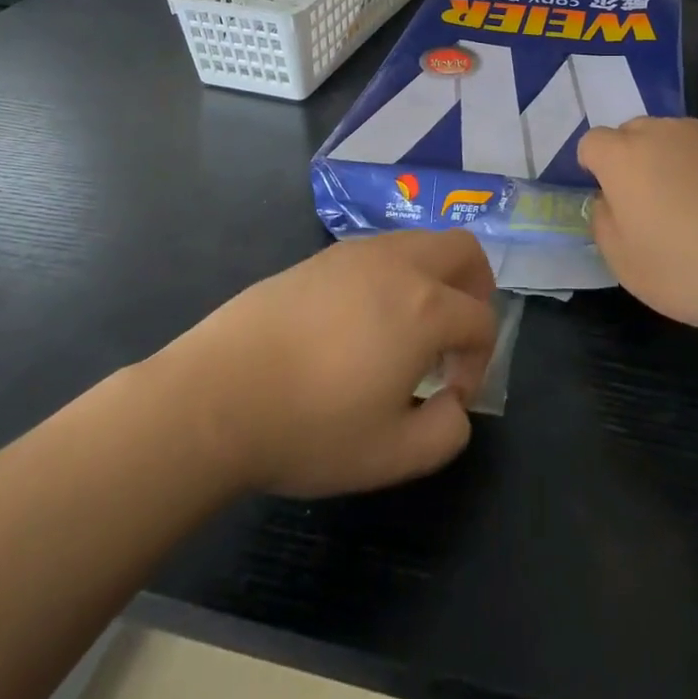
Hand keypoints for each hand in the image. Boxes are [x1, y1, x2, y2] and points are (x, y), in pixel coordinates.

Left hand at [163, 230, 497, 497]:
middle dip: (476, 289)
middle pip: (463, 250)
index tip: (448, 395)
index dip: (478, 360)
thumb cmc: (310, 427)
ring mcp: (356, 253)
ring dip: (433, 278)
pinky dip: (394, 275)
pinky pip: (379, 251)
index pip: (480, 320)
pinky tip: (362, 321)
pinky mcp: (321, 256)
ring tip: (407, 330)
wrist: (217, 396)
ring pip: (419, 241)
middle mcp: (398, 265)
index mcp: (426, 308)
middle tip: (456, 336)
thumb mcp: (392, 456)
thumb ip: (446, 433)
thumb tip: (455, 405)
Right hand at [578, 117, 697, 330]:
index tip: (613, 201)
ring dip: (680, 164)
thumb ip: (605, 225)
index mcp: (626, 157)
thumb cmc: (694, 269)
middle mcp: (667, 132)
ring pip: (682, 140)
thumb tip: (610, 202)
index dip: (596, 168)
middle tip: (654, 207)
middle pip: (637, 133)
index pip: (593, 143)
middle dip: (636, 161)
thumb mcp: (628, 266)